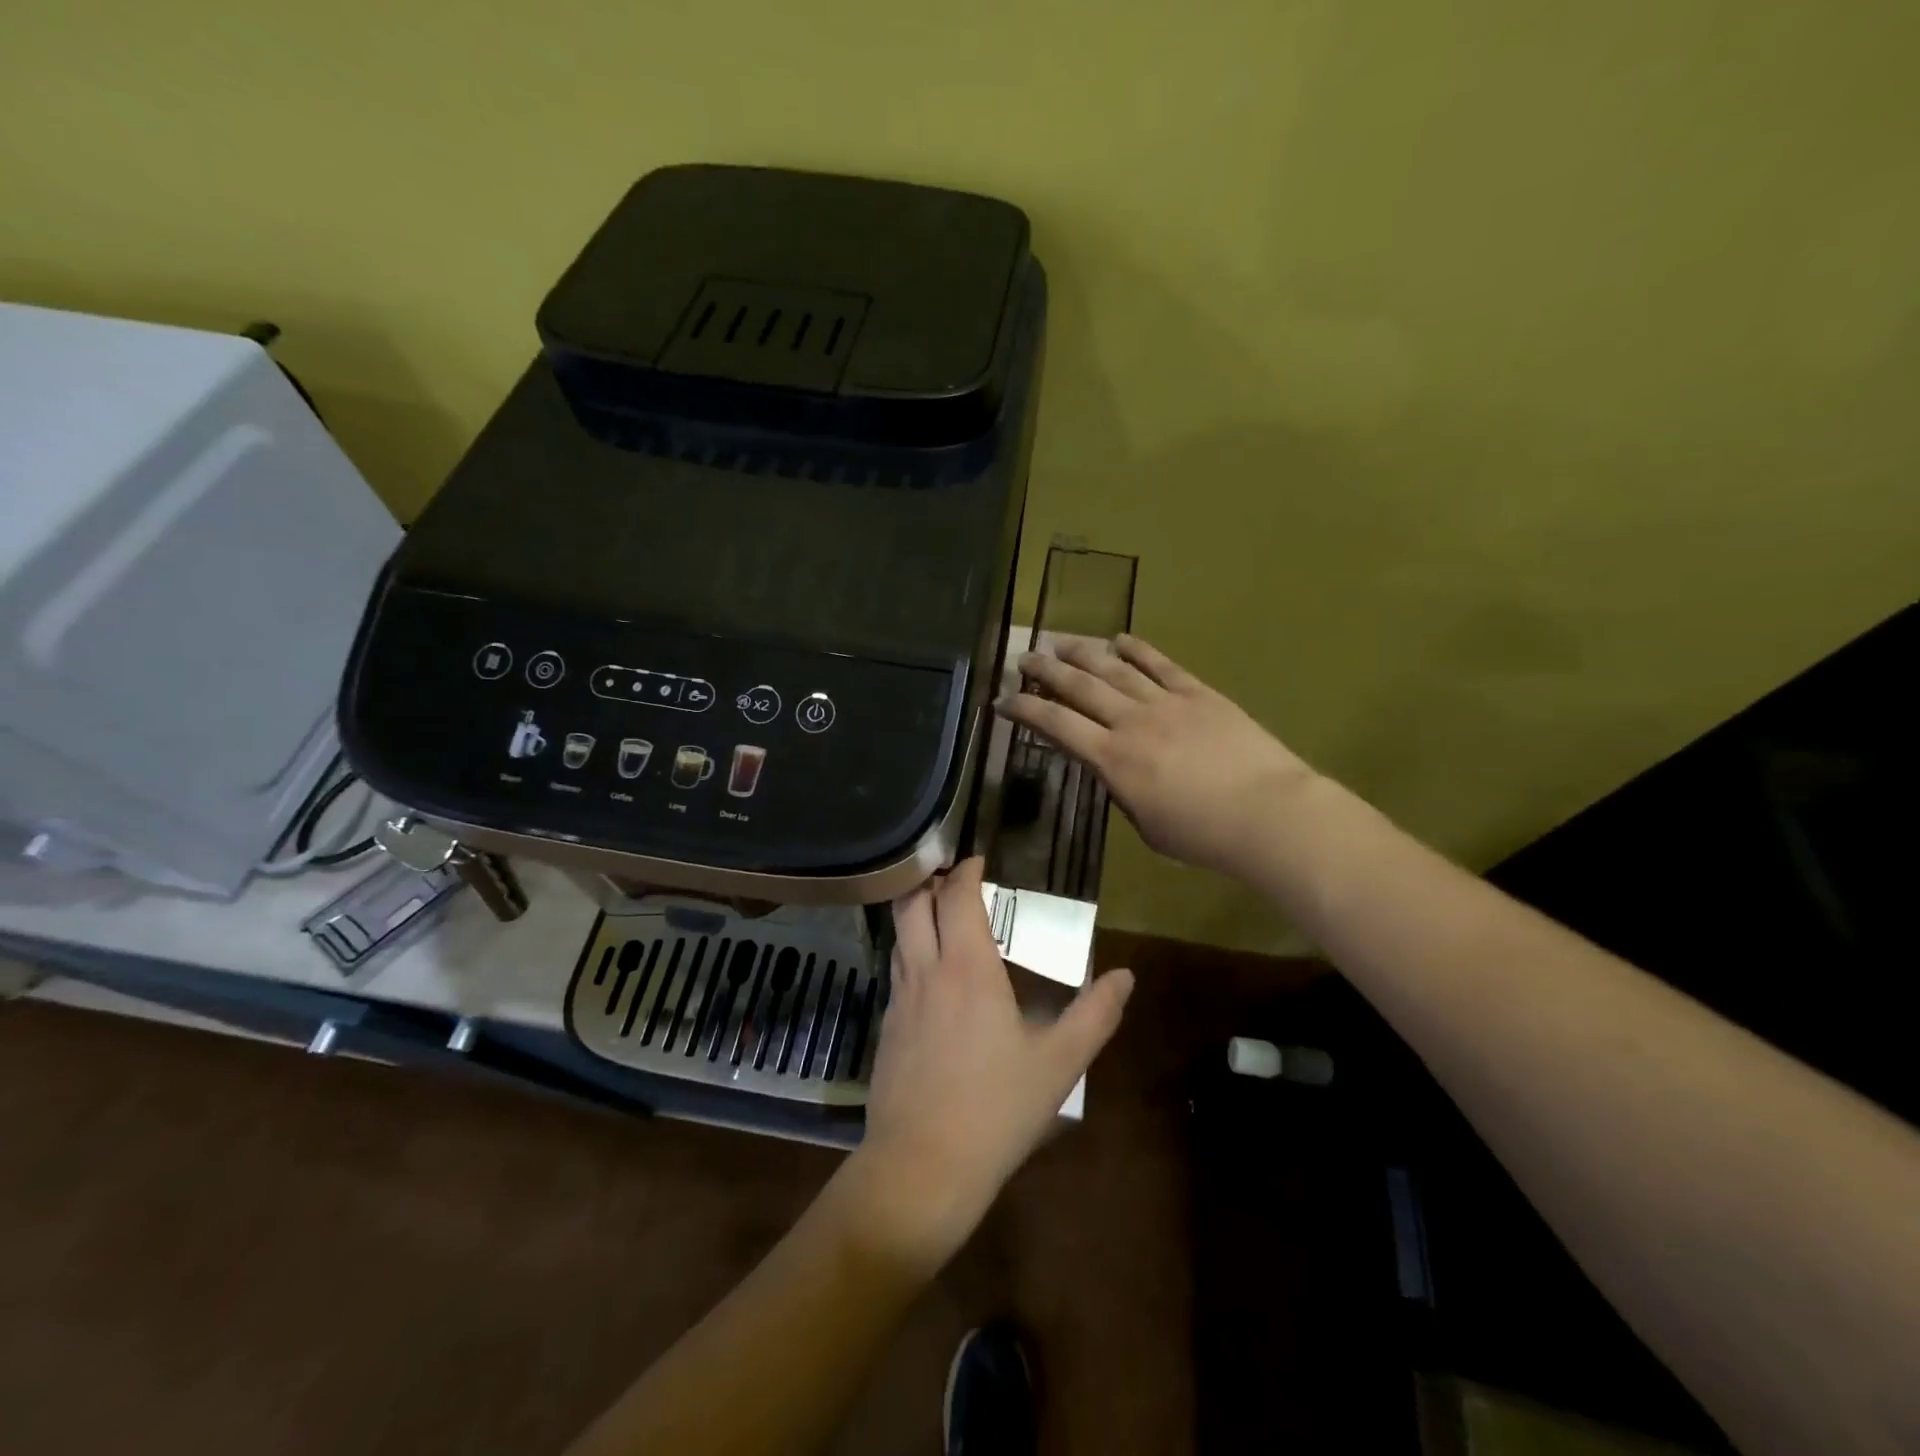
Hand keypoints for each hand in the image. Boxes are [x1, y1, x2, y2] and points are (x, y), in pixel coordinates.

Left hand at [846, 859, 1133, 1271]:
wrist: (922, 1166)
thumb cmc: (996, 1109)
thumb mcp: (1059, 1064)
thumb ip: (1096, 1015)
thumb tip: (1125, 976)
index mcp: (966, 968)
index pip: (956, 897)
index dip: (966, 872)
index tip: (978, 860)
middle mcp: (926, 971)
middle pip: (913, 904)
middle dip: (930, 881)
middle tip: (954, 878)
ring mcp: (899, 999)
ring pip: (899, 935)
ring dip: (916, 913)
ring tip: (942, 915)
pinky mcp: (885, 1027)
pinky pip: (897, 970)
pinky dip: (912, 951)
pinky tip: (932, 975)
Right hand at [998, 634, 1313, 876]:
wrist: (1268, 813)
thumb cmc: (1203, 835)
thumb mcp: (1146, 825)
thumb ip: (1121, 791)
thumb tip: (1111, 769)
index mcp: (1113, 760)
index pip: (1056, 726)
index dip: (1025, 711)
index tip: (1002, 701)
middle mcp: (1131, 722)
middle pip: (1079, 687)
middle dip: (1046, 670)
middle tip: (1024, 658)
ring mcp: (1166, 702)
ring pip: (1115, 668)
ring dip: (1083, 652)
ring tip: (1060, 640)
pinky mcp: (1198, 693)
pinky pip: (1161, 664)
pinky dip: (1137, 649)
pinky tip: (1119, 638)